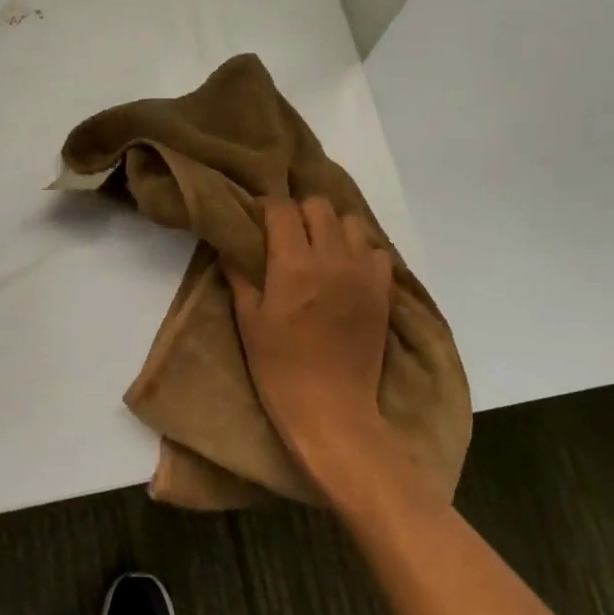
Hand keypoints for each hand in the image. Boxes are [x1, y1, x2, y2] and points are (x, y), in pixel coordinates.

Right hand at [224, 197, 395, 470]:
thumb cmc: (279, 367)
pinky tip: (345, 270)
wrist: (331, 408)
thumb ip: (240, 275)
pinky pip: (375, 250)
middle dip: (298, 212)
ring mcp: (362, 272)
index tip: (256, 218)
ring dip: (330, 228)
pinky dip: (359, 251)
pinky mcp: (383, 290)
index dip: (266, 207)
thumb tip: (230, 244)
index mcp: (293, 264)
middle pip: (318, 205)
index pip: (282, 209)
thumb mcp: (249, 321)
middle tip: (286, 234)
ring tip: (318, 249)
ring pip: (349, 222)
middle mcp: (331, 258)